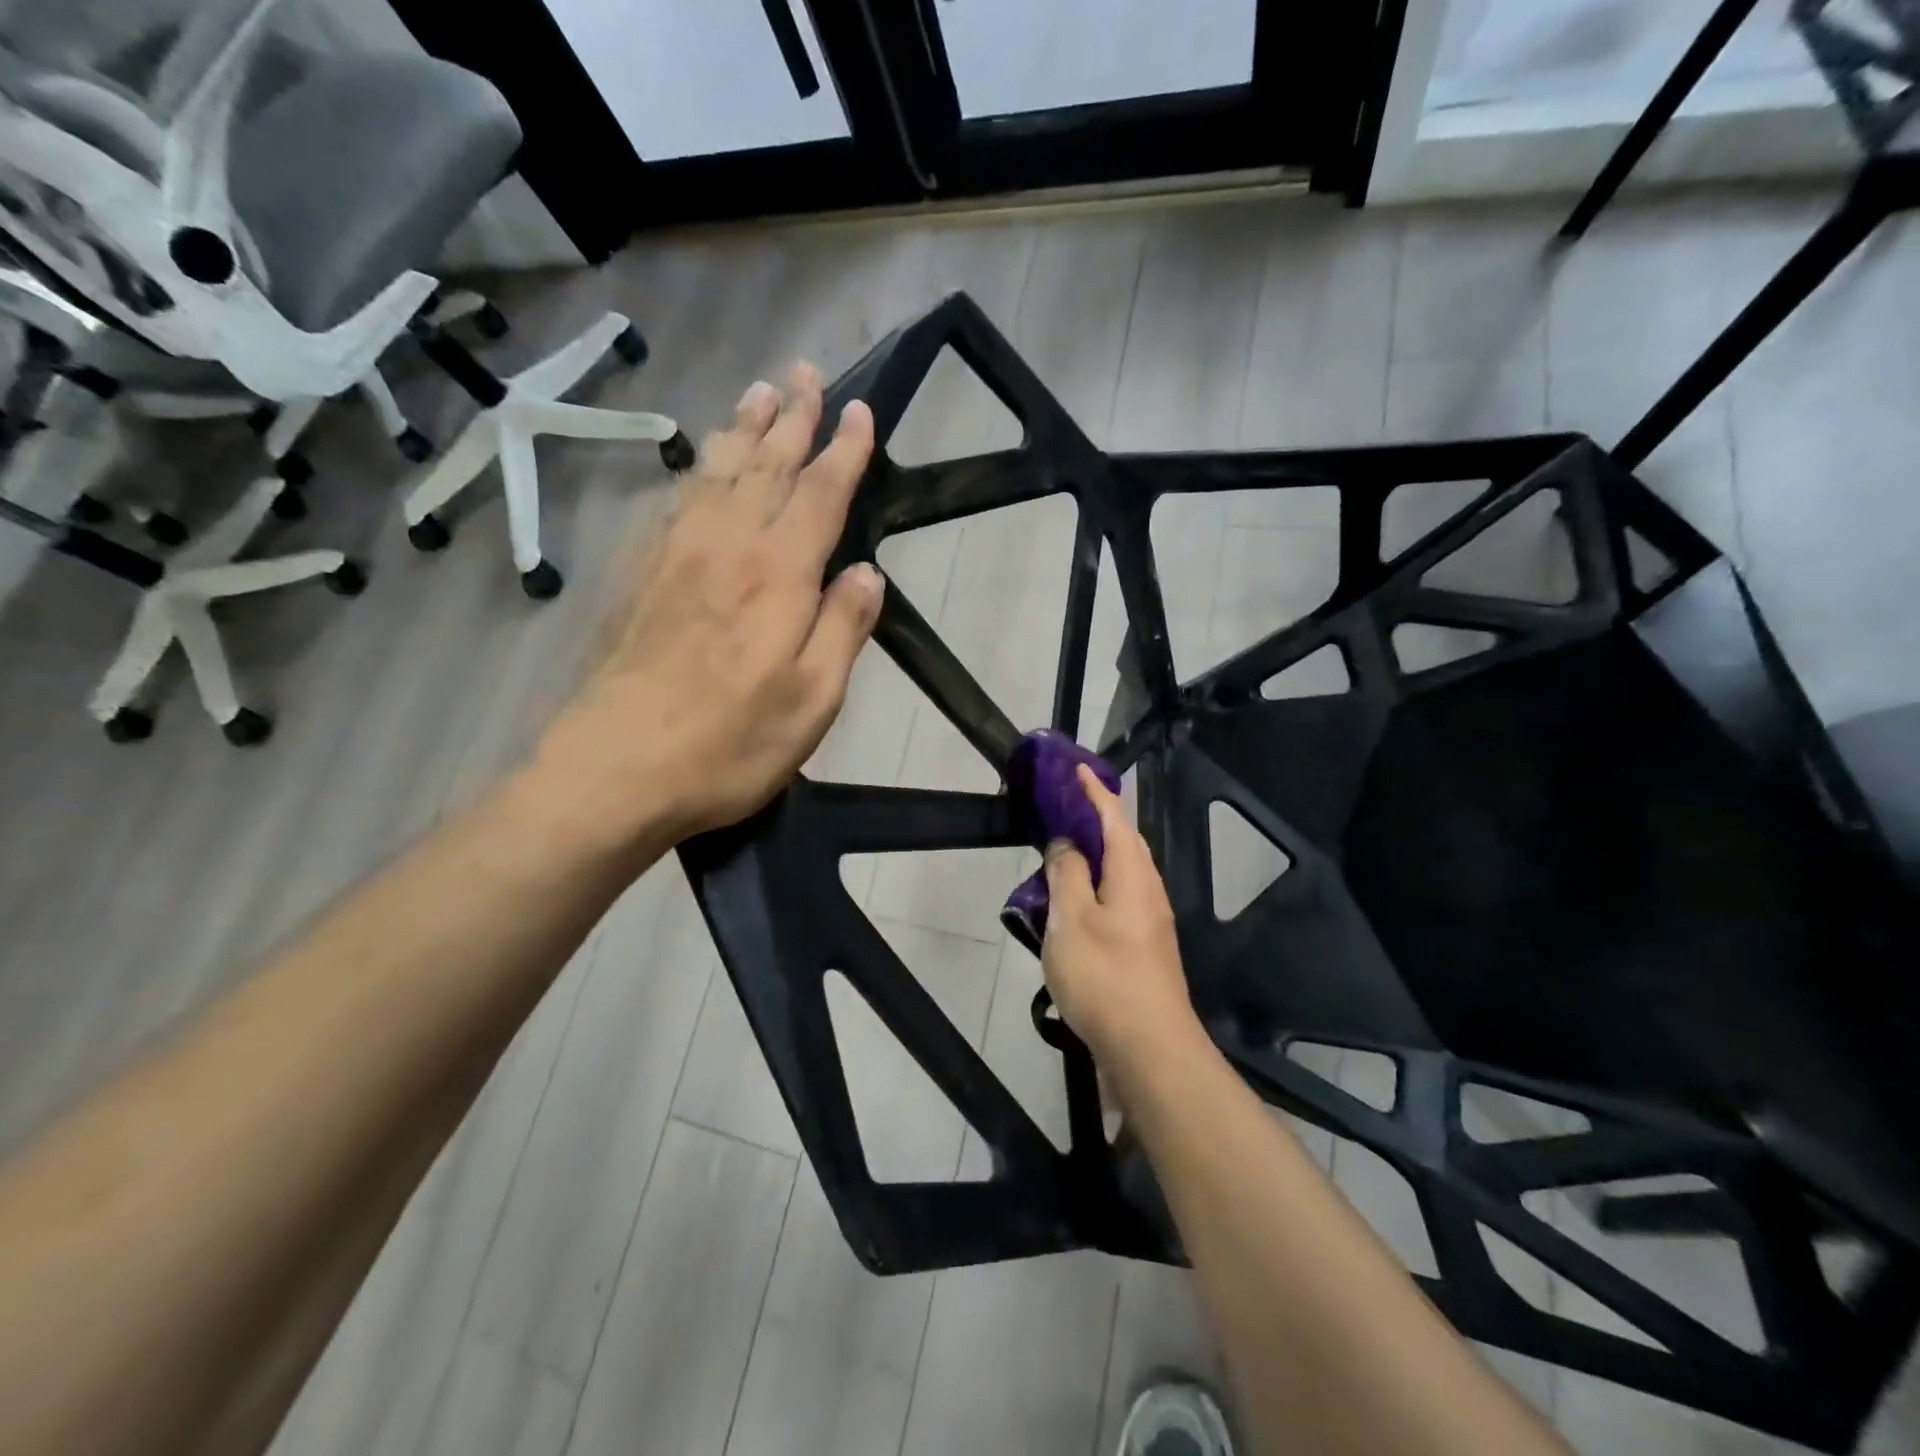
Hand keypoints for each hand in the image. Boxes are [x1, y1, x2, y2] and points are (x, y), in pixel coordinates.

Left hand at [531, 363, 883, 855]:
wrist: (616, 771)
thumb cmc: (730, 745)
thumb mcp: (813, 701)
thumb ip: (843, 629)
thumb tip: (868, 573)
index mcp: (777, 577)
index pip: (819, 495)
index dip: (843, 451)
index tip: (860, 410)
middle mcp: (727, 550)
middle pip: (764, 467)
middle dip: (791, 418)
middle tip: (805, 373)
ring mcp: (677, 559)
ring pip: (716, 473)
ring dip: (742, 430)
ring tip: (757, 392)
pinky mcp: (642, 578)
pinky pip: (677, 503)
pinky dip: (698, 470)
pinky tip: (701, 464)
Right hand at [1041, 766, 1204, 1070]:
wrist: (1150, 1050)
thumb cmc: (1105, 976)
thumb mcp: (1072, 919)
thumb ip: (1067, 874)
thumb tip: (1067, 842)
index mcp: (1133, 874)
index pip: (1114, 818)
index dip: (1094, 792)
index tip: (1075, 769)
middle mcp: (1147, 891)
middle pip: (1123, 843)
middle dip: (1096, 820)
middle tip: (1063, 808)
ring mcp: (1149, 923)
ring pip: (1119, 875)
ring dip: (1093, 857)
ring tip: (1060, 853)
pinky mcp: (1142, 949)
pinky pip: (1116, 901)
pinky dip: (1093, 889)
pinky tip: (1072, 906)